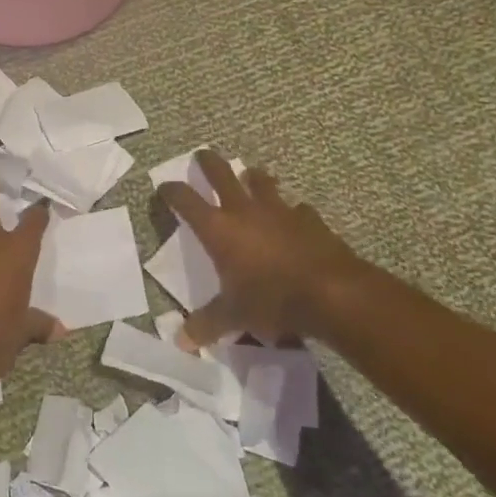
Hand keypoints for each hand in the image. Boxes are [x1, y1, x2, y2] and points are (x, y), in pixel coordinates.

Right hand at [158, 151, 378, 349]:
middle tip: (202, 155)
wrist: (331, 293)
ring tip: (250, 176)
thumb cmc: (271, 299)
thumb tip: (181, 341)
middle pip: (221, 173)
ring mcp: (279, 210)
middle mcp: (244, 210)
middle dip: (208, 162)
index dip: (171, 191)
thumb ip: (207, 324)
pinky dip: (292, 211)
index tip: (163, 187)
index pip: (184, 199)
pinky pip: (296, 208)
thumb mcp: (234, 316)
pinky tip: (295, 217)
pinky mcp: (309, 219)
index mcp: (218, 228)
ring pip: (261, 181)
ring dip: (253, 178)